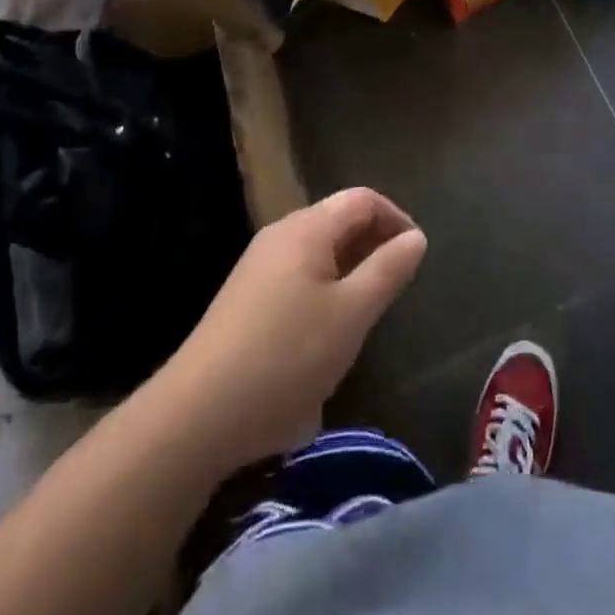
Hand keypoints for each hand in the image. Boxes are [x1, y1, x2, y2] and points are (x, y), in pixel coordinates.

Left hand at [163, 188, 426, 467]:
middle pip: (338, 222)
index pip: (363, 199)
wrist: (197, 416)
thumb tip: (416, 237)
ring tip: (367, 314)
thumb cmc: (287, 355)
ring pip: (318, 254)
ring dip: (350, 273)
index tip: (417, 257)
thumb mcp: (352, 314)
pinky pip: (297, 279)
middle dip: (374, 246)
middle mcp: (280, 236)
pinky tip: (326, 339)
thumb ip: (388, 270)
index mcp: (307, 228)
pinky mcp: (245, 301)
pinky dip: (324, 293)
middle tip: (397, 287)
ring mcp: (258, 269)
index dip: (397, 219)